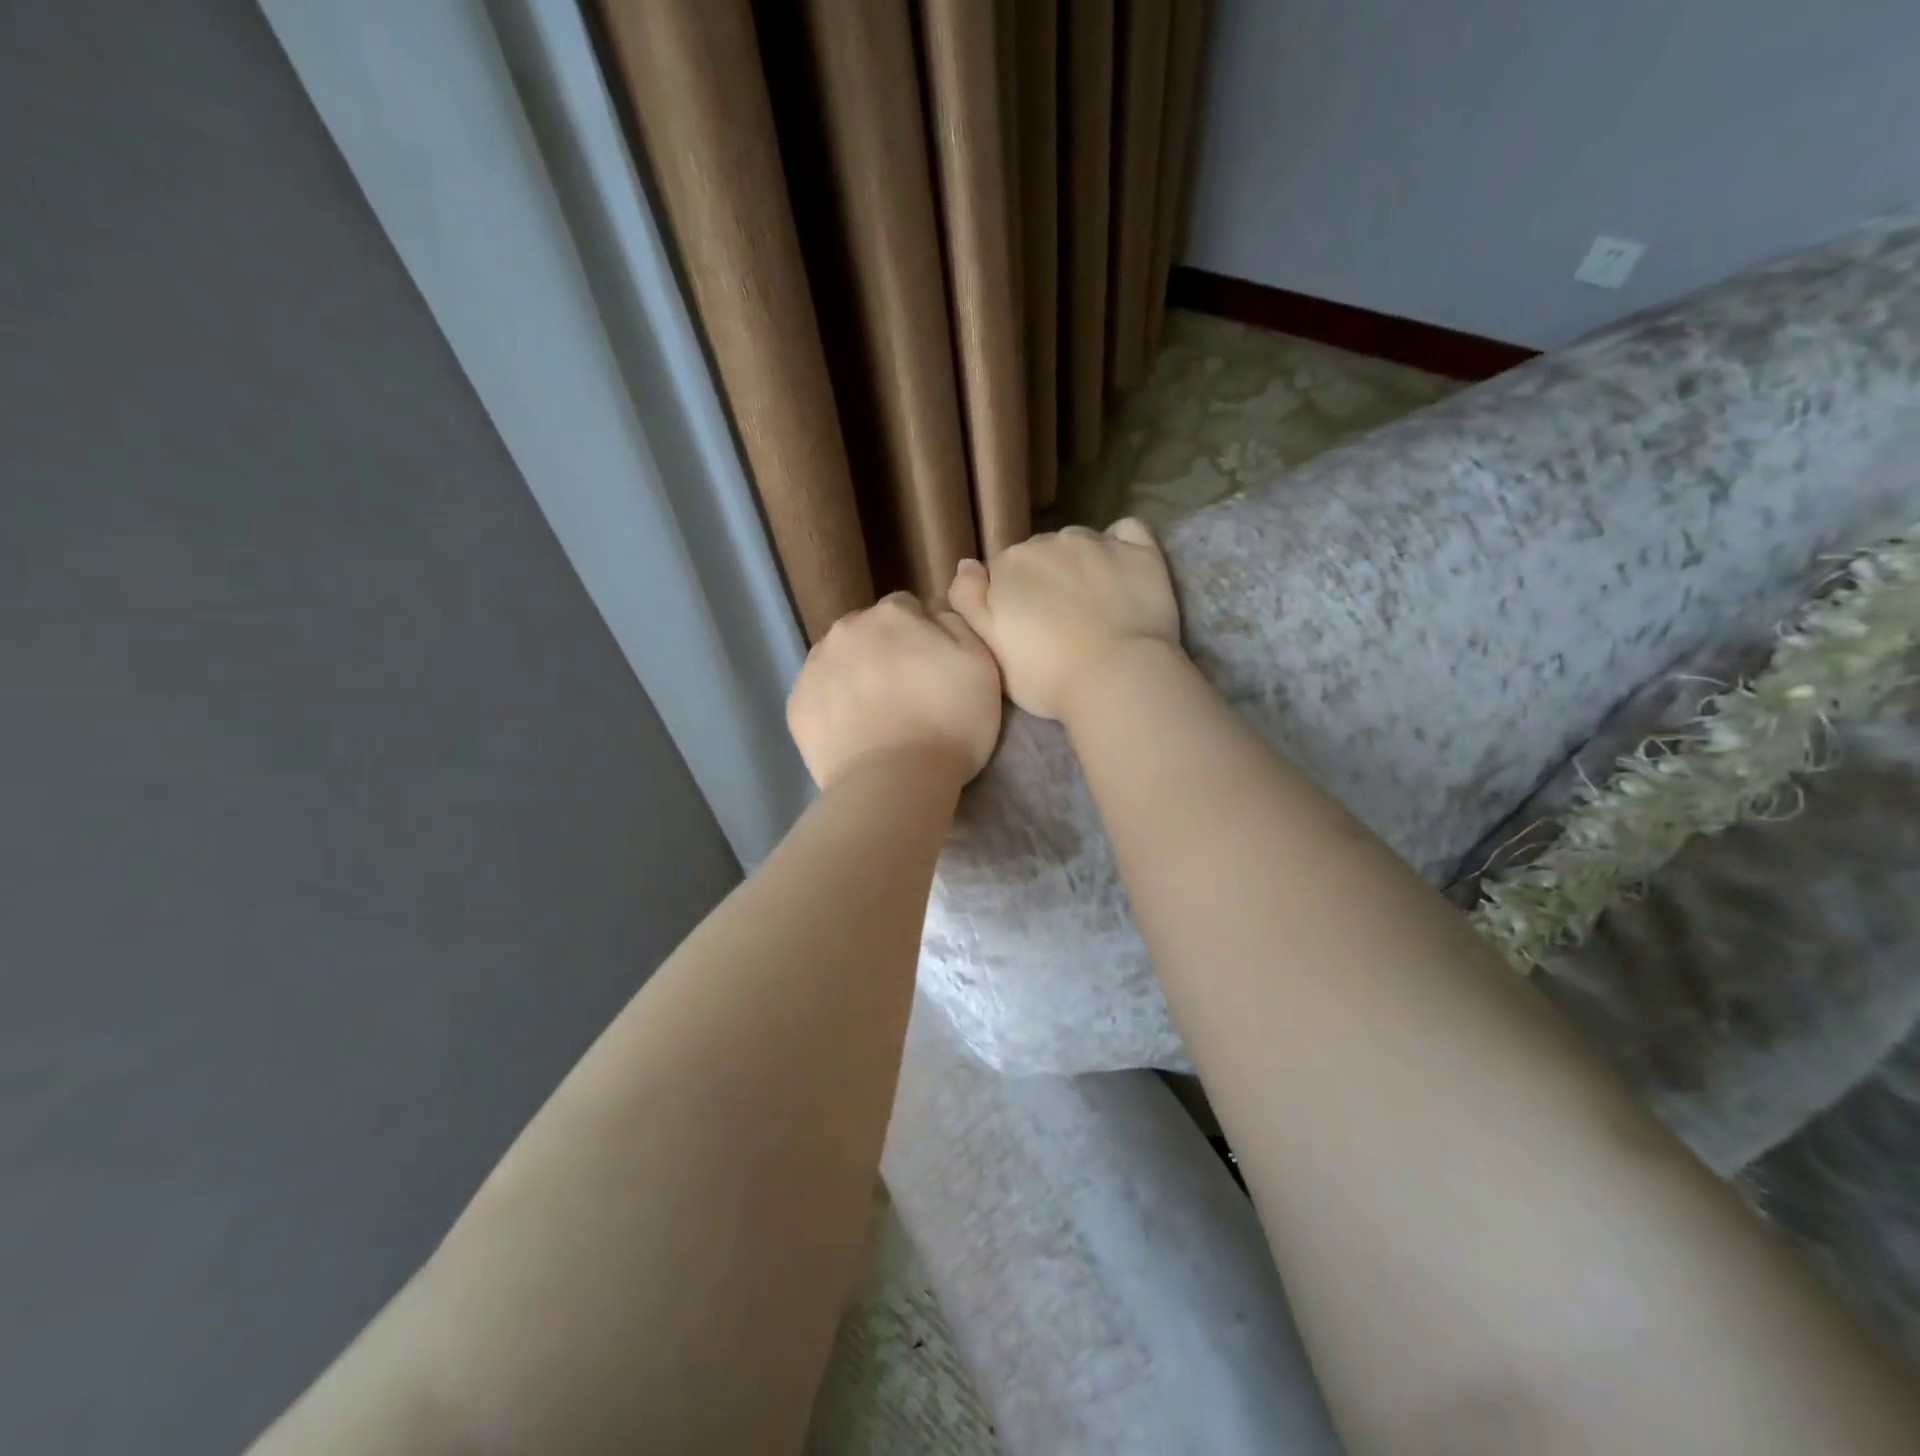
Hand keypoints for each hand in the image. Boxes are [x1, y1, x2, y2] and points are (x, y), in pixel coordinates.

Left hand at [787, 592, 1003, 789]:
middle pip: (867, 630)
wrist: (894, 782)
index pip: (906, 608)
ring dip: (855, 675)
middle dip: (883, 650)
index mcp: (892, 615)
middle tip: (905, 692)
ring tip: (876, 715)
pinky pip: (818, 694)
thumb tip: (935, 613)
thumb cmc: (949, 723)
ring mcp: (814, 666)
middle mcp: (846, 629)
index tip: (931, 666)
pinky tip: (852, 732)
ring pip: (838, 660)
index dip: (920, 634)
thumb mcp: (981, 664)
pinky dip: (832, 705)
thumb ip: (957, 625)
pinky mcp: (796, 704)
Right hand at [948, 519, 1180, 721]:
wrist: (1116, 678)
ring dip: (1079, 564)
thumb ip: (968, 600)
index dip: (1011, 600)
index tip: (1024, 630)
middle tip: (1058, 623)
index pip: (1002, 572)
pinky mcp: (1140, 551)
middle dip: (1045, 580)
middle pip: (1040, 554)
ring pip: (1079, 542)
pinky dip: (1121, 544)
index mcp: (1009, 564)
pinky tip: (1122, 570)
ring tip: (1092, 604)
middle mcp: (1050, 541)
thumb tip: (966, 564)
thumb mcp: (987, 646)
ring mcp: (1098, 542)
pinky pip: (1127, 532)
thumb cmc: (1045, 674)